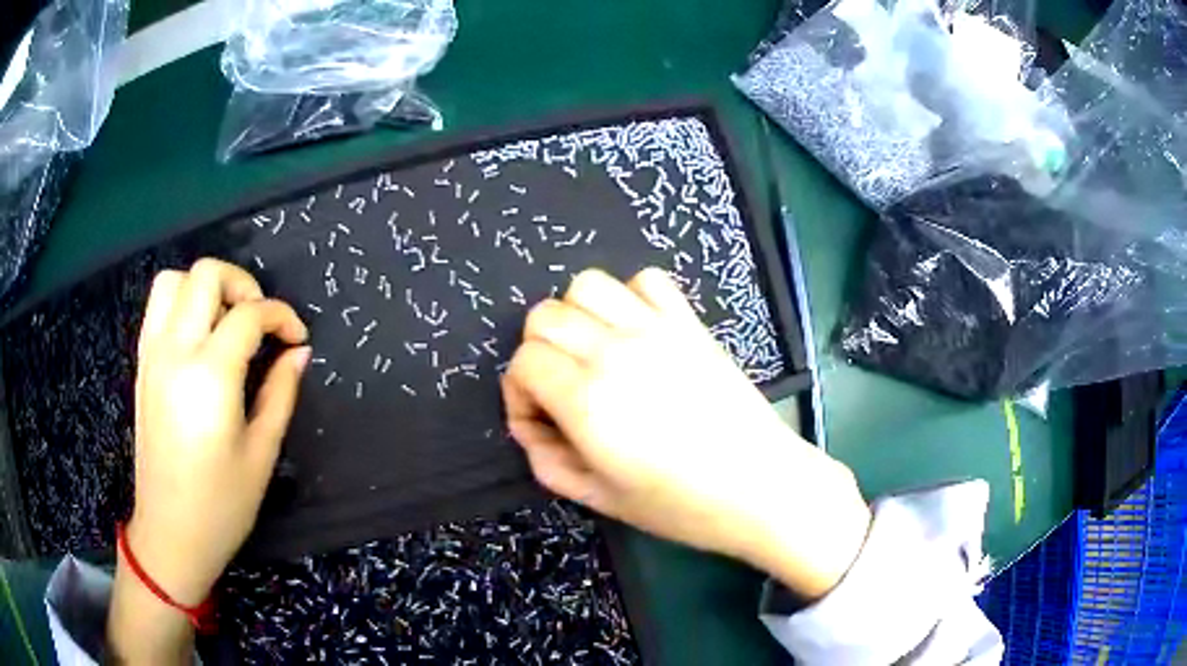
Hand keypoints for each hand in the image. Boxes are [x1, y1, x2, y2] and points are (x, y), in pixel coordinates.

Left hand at [110, 259, 308, 662]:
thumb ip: (280, 393)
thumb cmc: (222, 504)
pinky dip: (182, 302)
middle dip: (242, 284)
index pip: (248, 315)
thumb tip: (298, 352)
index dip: (281, 316)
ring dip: (206, 287)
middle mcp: (175, 351)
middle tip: (260, 321)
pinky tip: (200, 336)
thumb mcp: (261, 453)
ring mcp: (153, 355)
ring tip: (226, 321)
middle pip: (206, 275)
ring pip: (174, 280)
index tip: (297, 338)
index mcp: (210, 376)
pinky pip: (157, 307)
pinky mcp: (142, 366)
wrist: (171, 533)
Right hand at [503, 268, 870, 598]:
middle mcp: (615, 352)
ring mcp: (656, 329)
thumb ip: (549, 463)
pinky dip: (629, 298)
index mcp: (588, 401)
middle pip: (544, 316)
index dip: (518, 393)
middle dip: (538, 353)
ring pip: (586, 285)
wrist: (762, 486)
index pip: (523, 363)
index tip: (540, 423)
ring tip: (593, 355)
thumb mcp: (601, 500)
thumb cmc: (682, 505)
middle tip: (560, 391)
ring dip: (576, 316)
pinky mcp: (689, 323)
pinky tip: (637, 333)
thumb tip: (532, 428)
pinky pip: (645, 280)